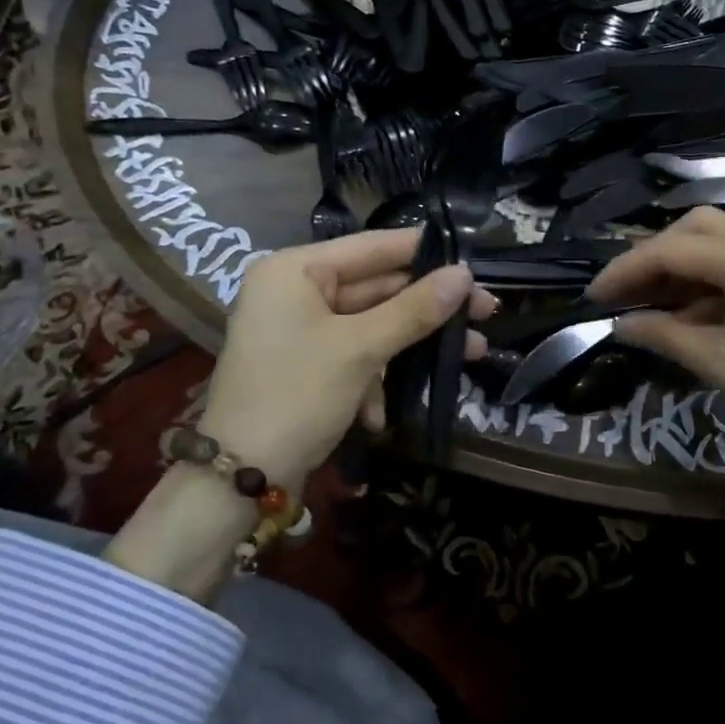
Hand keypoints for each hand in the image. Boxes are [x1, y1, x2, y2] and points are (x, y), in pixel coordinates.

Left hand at [197, 228, 497, 491]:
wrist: (239, 476)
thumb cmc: (296, 395)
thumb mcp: (361, 349)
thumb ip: (415, 309)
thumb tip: (465, 276)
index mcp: (296, 270)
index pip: (374, 247)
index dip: (426, 254)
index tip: (475, 263)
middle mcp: (295, 291)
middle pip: (377, 288)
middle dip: (429, 308)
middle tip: (485, 314)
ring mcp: (300, 330)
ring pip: (372, 324)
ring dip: (411, 347)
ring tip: (470, 355)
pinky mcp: (307, 364)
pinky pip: (354, 355)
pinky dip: (375, 378)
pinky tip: (382, 413)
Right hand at [590, 209, 724, 619]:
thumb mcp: (721, 365)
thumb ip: (665, 335)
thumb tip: (622, 324)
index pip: (671, 250)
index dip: (626, 269)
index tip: (593, 295)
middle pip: (699, 227)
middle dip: (656, 253)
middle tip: (627, 291)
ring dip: (686, 261)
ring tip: (654, 300)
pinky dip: (715, 275)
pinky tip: (696, 310)